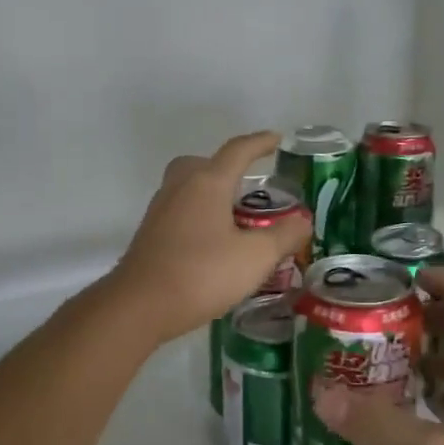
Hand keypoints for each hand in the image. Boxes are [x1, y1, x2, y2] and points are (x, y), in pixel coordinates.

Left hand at [106, 131, 310, 345]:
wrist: (140, 305)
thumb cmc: (202, 274)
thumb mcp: (255, 257)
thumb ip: (284, 236)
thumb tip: (303, 221)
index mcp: (207, 183)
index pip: (237, 151)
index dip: (259, 143)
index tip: (277, 139)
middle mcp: (180, 187)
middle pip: (203, 164)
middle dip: (227, 168)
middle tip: (249, 185)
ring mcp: (160, 210)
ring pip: (188, 187)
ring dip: (211, 194)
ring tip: (235, 217)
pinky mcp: (150, 234)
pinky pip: (179, 211)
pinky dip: (198, 216)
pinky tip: (212, 242)